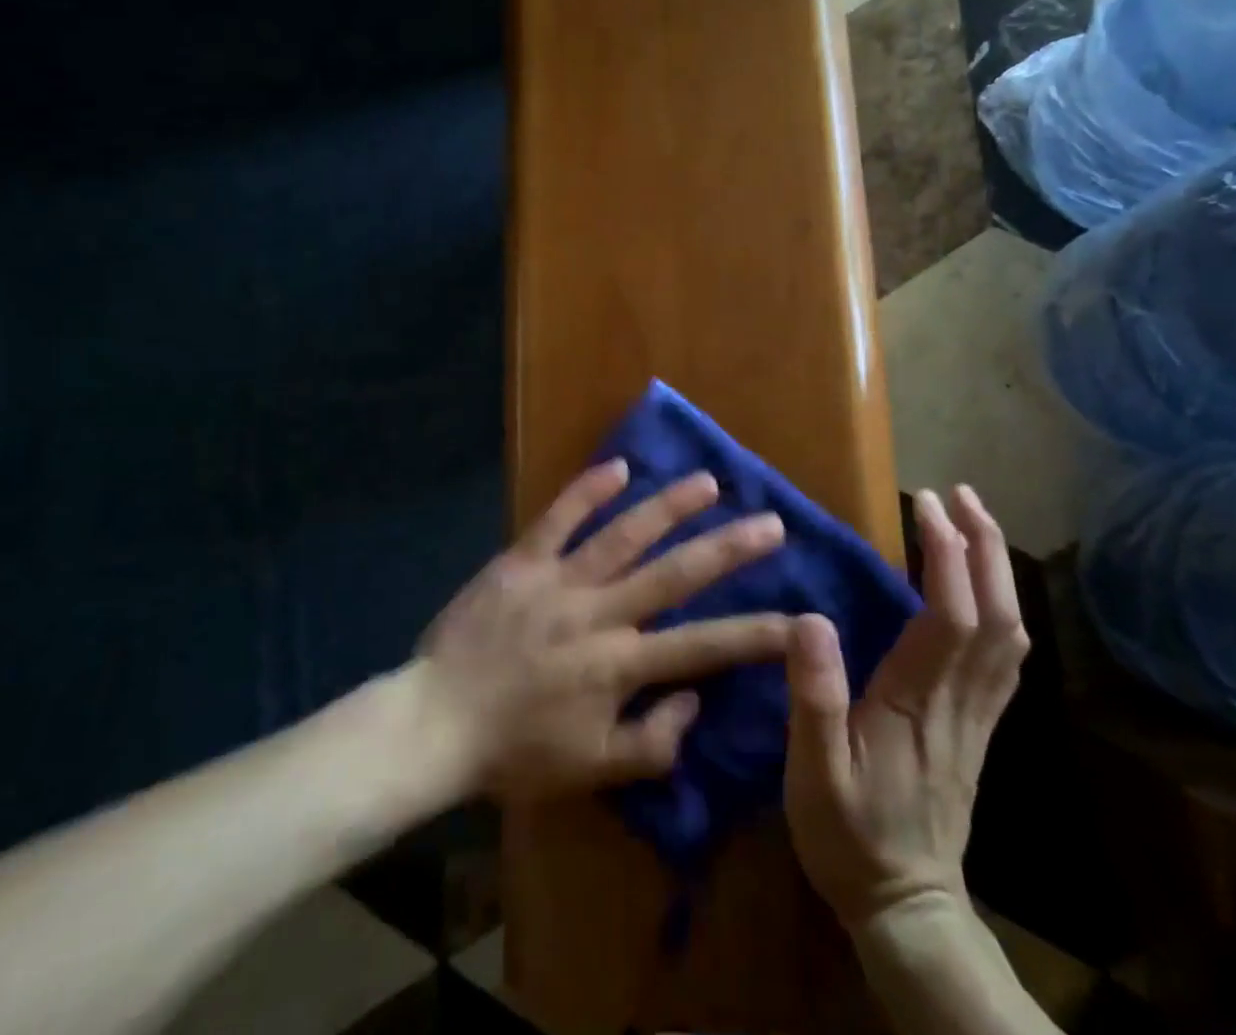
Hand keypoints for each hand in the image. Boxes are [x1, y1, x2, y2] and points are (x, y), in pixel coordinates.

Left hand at [414, 460, 791, 802]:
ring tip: (708, 482)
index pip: (703, 647)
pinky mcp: (522, 560)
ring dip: (669, 506)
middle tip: (770, 523)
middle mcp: (599, 614)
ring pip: (624, 535)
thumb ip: (652, 742)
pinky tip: (618, 465)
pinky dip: (587, 489)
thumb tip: (696, 699)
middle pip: (674, 575)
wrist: (434, 724)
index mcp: (619, 665)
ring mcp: (559, 581)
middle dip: (727, 549)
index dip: (756, 634)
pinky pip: (558, 518)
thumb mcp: (592, 770)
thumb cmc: (515, 752)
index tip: (802, 617)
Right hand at [784, 486, 1027, 931]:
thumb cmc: (849, 835)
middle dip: (983, 546)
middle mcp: (960, 700)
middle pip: (995, 614)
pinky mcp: (981, 726)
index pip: (948, 614)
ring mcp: (978, 714)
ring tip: (973, 521)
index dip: (945, 553)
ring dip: (996, 569)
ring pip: (1009, 632)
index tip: (925, 503)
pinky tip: (985, 587)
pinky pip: (1006, 656)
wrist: (906, 905)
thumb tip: (811, 618)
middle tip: (960, 494)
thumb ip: (812, 697)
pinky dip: (1002, 606)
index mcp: (916, 701)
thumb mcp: (812, 774)